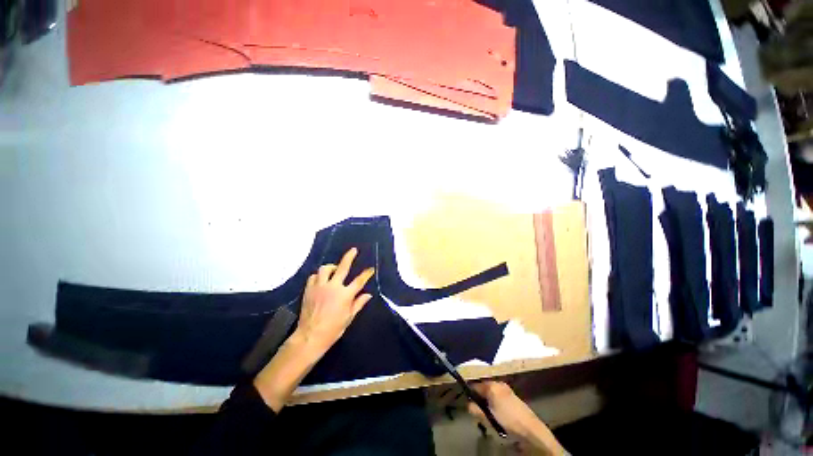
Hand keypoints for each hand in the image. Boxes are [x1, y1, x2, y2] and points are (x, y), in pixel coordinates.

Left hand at [253, 248, 373, 411]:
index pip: (359, 280)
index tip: (371, 268)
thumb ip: (358, 303)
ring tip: (334, 269)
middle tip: (353, 250)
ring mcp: (320, 287)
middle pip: (343, 267)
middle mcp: (333, 287)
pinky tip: (321, 279)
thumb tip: (368, 295)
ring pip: (325, 269)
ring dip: (331, 267)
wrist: (310, 336)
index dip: (366, 273)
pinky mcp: (309, 289)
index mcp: (345, 295)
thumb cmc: (333, 329)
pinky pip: (313, 277)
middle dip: (349, 257)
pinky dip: (318, 276)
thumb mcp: (349, 317)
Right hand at [468, 381, 564, 455]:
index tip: (467, 402)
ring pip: (491, 393)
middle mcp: (499, 384)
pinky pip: (499, 397)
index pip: (475, 385)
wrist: (531, 430)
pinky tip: (498, 415)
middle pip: (484, 388)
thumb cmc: (508, 421)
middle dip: (480, 398)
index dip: (470, 392)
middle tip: (479, 411)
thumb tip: (468, 405)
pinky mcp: (514, 397)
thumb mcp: (488, 418)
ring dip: (488, 402)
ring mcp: (507, 390)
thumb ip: (476, 410)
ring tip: (489, 415)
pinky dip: (495, 403)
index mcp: (492, 385)